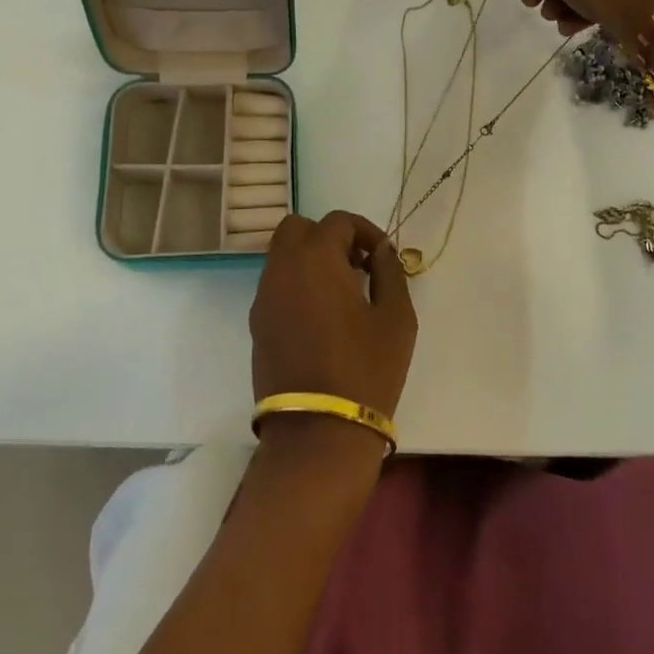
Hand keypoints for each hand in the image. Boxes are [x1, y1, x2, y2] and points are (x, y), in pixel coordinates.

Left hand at [249, 212, 417, 461]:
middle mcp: (281, 269)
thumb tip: (381, 251)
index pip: (337, 221)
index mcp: (315, 259)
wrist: (318, 432)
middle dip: (328, 237)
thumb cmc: (366, 368)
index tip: (382, 257)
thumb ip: (390, 272)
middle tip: (356, 266)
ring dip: (310, 260)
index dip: (365, 231)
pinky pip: (276, 285)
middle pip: (297, 228)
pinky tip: (323, 317)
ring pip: (282, 256)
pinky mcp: (257, 325)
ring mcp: (263, 298)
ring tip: (343, 293)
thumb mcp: (396, 317)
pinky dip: (297, 284)